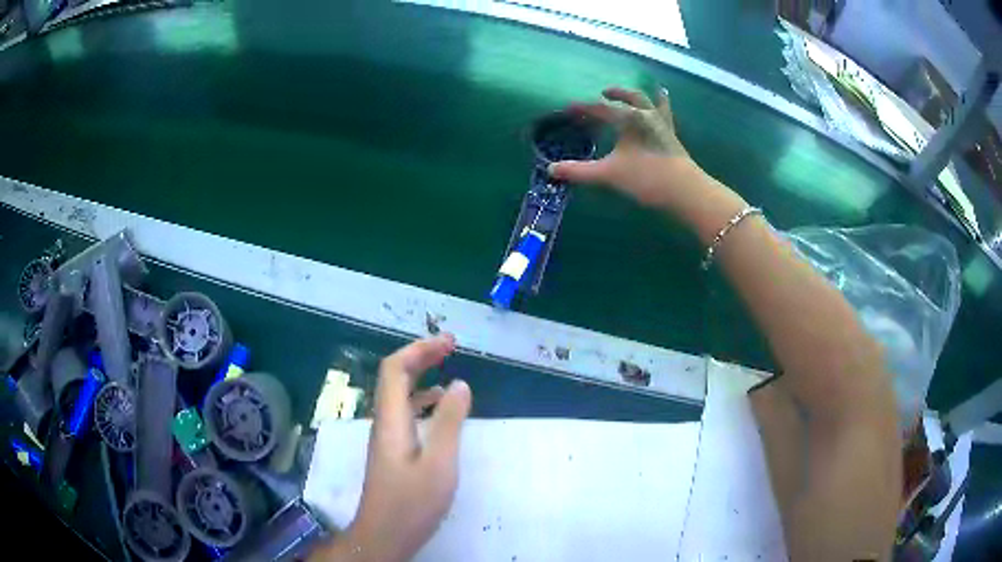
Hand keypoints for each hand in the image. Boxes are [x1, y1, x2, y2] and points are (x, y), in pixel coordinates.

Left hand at [314, 334, 471, 561]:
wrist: (384, 535)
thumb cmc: (411, 503)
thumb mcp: (439, 464)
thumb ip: (449, 423)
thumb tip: (459, 384)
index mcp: (391, 420)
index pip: (394, 369)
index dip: (419, 349)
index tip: (449, 342)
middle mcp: (384, 422)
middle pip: (395, 377)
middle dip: (421, 356)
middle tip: (451, 346)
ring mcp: (386, 437)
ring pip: (399, 395)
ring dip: (422, 377)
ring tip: (449, 371)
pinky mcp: (392, 451)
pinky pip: (405, 413)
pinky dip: (423, 401)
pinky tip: (440, 410)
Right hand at [548, 87, 702, 208]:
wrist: (685, 191)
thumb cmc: (646, 177)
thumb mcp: (609, 174)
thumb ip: (579, 171)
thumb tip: (551, 170)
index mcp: (629, 119)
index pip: (601, 109)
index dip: (583, 108)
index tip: (569, 108)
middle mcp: (646, 116)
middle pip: (630, 98)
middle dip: (616, 94)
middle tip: (605, 92)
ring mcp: (662, 125)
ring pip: (652, 103)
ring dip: (643, 96)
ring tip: (648, 89)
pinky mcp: (673, 138)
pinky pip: (667, 116)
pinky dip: (663, 107)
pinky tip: (664, 104)